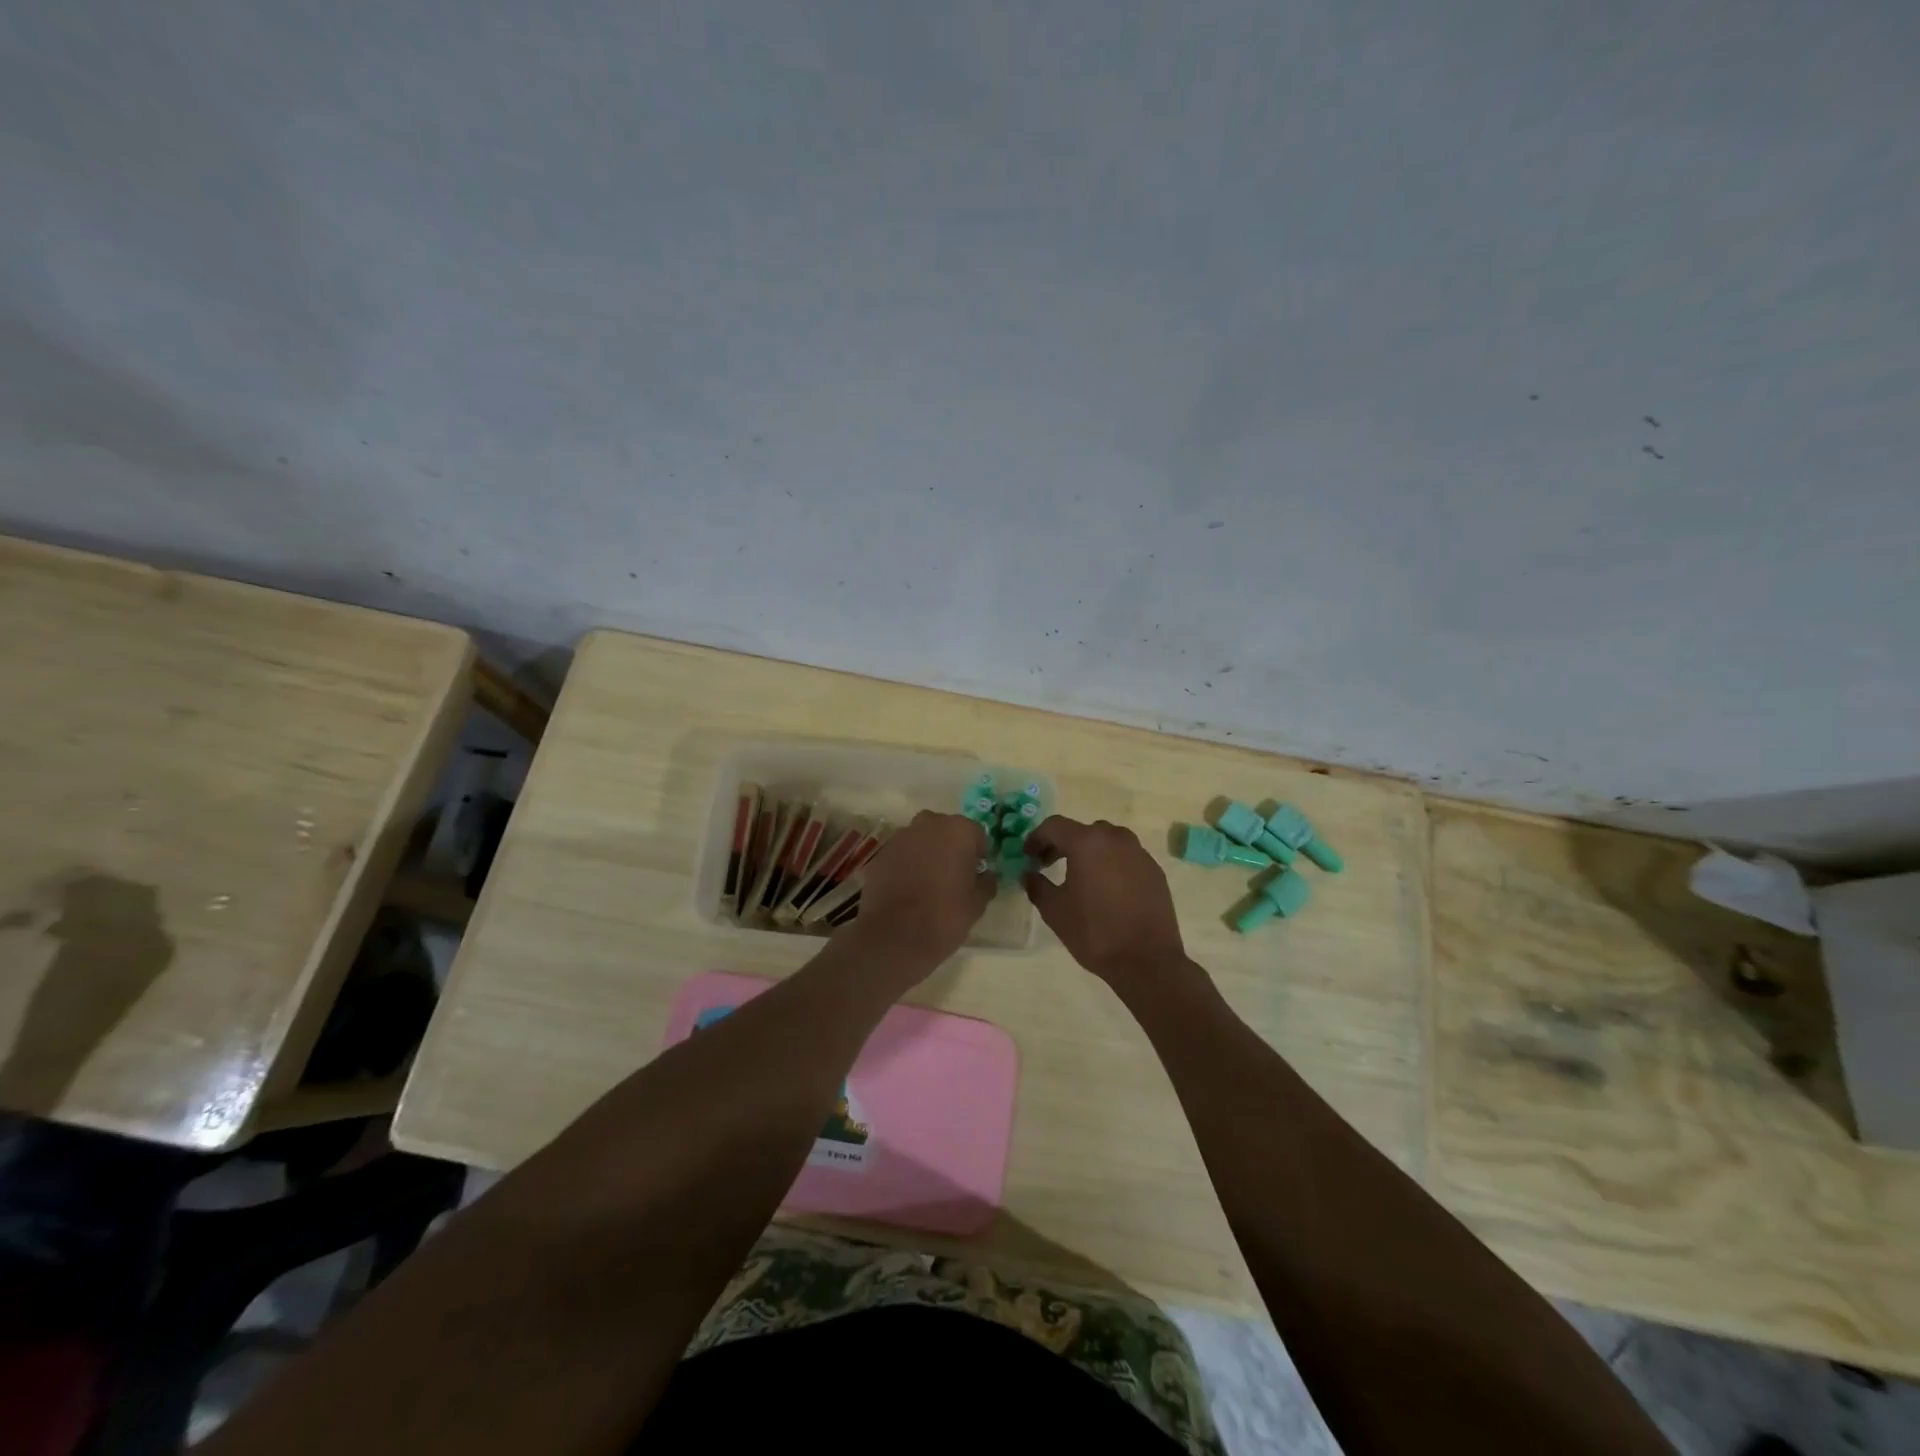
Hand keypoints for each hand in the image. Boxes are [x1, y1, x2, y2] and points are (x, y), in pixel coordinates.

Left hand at [847, 811, 994, 968]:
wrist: (895, 937)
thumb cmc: (945, 916)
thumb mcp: (978, 903)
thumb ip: (986, 882)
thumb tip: (985, 875)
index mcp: (958, 830)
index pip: (976, 834)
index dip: (977, 854)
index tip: (975, 874)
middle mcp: (929, 824)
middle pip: (946, 830)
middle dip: (950, 848)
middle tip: (952, 877)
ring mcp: (901, 837)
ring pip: (921, 840)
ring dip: (926, 855)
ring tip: (927, 884)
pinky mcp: (880, 854)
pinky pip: (901, 854)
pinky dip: (906, 865)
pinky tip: (907, 890)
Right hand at [1023, 817, 1189, 987]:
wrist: (1147, 961)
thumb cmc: (1095, 932)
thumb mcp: (1055, 911)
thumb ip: (1038, 886)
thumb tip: (1030, 875)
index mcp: (1088, 842)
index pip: (1055, 826)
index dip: (1036, 838)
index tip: (1028, 856)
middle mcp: (1116, 839)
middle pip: (1083, 831)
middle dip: (1063, 844)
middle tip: (1049, 864)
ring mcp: (1139, 854)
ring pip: (1108, 842)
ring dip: (1090, 852)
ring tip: (1080, 876)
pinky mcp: (1155, 871)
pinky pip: (1126, 858)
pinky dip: (1111, 864)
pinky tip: (1107, 890)